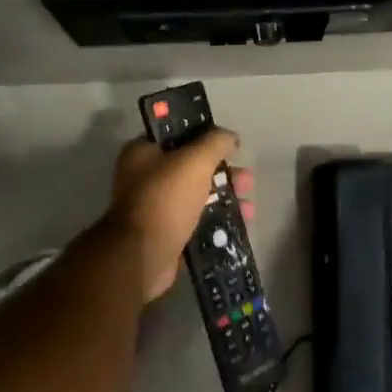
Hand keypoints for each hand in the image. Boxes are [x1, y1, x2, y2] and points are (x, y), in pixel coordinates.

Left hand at [107, 129, 252, 302]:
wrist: (143, 256)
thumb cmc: (166, 200)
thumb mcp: (195, 161)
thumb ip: (216, 143)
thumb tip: (231, 138)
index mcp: (143, 152)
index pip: (178, 135)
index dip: (206, 138)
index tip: (231, 147)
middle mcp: (145, 176)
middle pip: (193, 167)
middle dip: (224, 173)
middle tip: (247, 180)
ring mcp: (155, 206)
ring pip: (198, 195)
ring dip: (225, 197)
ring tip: (249, 206)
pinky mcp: (166, 232)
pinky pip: (197, 219)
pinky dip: (217, 219)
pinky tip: (239, 222)